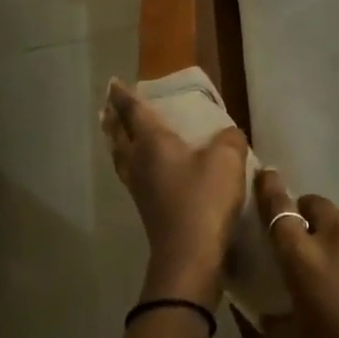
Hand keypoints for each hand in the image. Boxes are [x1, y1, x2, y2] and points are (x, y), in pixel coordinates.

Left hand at [100, 79, 248, 307]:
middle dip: (114, 119)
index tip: (113, 83)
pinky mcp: (147, 208)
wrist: (190, 254)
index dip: (124, 97)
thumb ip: (230, 139)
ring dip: (117, 141)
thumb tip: (228, 134)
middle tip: (109, 107)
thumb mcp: (227, 159)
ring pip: (121, 157)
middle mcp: (139, 162)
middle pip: (119, 135)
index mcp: (152, 143)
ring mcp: (139, 187)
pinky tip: (143, 166)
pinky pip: (131, 173)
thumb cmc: (204, 198)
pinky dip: (130, 161)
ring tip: (118, 133)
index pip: (134, 112)